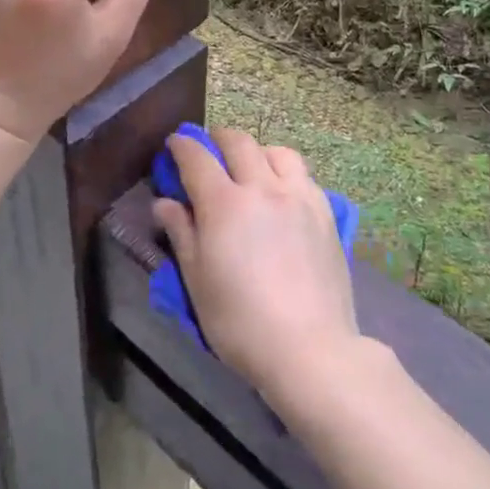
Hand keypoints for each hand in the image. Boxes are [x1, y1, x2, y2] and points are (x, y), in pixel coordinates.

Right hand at [153, 130, 361, 406]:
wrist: (310, 349)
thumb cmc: (240, 322)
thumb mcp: (197, 281)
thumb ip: (181, 233)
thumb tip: (164, 203)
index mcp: (224, 203)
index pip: (197, 158)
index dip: (181, 146)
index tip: (174, 144)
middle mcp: (262, 187)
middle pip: (238, 142)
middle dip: (217, 139)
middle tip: (208, 151)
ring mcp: (298, 196)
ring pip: (276, 152)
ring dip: (256, 151)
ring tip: (250, 168)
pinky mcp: (325, 212)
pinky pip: (303, 175)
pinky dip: (285, 171)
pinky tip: (282, 192)